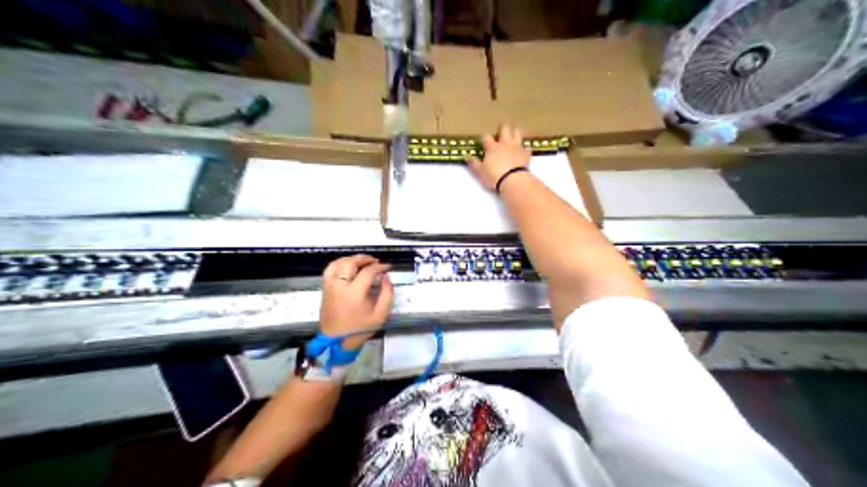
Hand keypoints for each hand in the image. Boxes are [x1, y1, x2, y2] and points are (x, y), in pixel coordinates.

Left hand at [319, 255, 394, 349]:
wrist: (338, 342)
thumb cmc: (360, 329)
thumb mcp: (381, 314)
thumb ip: (387, 293)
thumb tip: (385, 277)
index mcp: (354, 293)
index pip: (368, 272)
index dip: (379, 267)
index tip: (387, 267)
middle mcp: (339, 286)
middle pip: (351, 263)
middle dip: (364, 259)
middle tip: (375, 262)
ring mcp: (330, 286)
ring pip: (338, 263)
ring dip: (351, 259)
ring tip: (362, 262)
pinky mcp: (324, 289)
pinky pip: (330, 269)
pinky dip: (339, 263)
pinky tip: (348, 267)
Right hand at [468, 124, 527, 189]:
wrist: (513, 181)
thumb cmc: (494, 176)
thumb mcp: (480, 172)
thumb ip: (474, 163)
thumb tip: (466, 156)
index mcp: (492, 147)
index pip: (486, 137)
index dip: (484, 138)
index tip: (483, 141)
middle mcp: (505, 143)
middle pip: (505, 129)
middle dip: (502, 127)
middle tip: (501, 129)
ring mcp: (517, 147)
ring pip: (517, 133)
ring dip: (515, 132)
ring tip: (513, 134)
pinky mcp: (526, 154)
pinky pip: (527, 148)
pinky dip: (525, 148)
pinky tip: (524, 151)